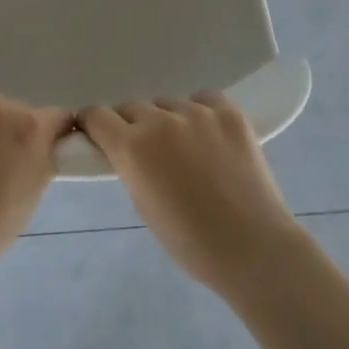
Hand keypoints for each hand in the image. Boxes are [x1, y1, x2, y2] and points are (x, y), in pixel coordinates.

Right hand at [79, 94, 307, 297]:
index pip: (96, 115)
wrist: (254, 248)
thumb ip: (128, 167)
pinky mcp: (228, 112)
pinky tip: (210, 137)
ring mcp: (197, 112)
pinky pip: (203, 99)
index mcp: (132, 147)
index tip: (99, 136)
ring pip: (167, 103)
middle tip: (147, 151)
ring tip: (186, 148)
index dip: (94, 124)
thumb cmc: (191, 243)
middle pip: (131, 107)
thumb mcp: (142, 205)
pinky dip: (200, 113)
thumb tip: (123, 149)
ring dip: (167, 120)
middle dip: (132, 125)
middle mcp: (160, 121)